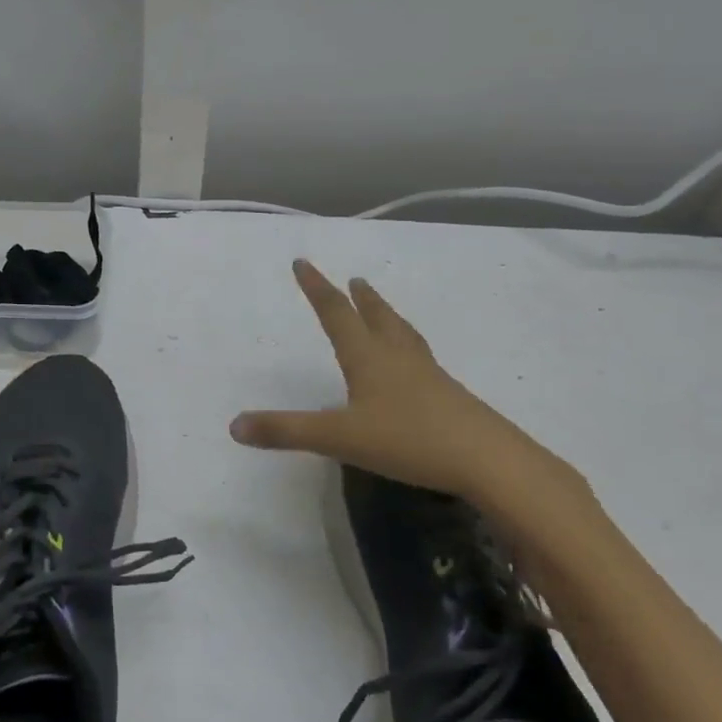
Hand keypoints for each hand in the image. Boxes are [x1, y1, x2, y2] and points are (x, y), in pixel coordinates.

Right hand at [229, 259, 578, 509]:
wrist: (487, 458)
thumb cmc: (407, 439)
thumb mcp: (338, 438)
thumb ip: (287, 431)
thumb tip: (234, 426)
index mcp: (367, 357)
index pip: (335, 313)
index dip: (316, 288)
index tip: (303, 262)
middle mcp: (397, 356)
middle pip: (375, 316)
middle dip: (358, 298)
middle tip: (353, 280)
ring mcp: (427, 373)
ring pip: (401, 333)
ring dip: (386, 315)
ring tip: (381, 308)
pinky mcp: (447, 393)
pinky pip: (419, 356)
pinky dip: (406, 345)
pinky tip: (412, 364)